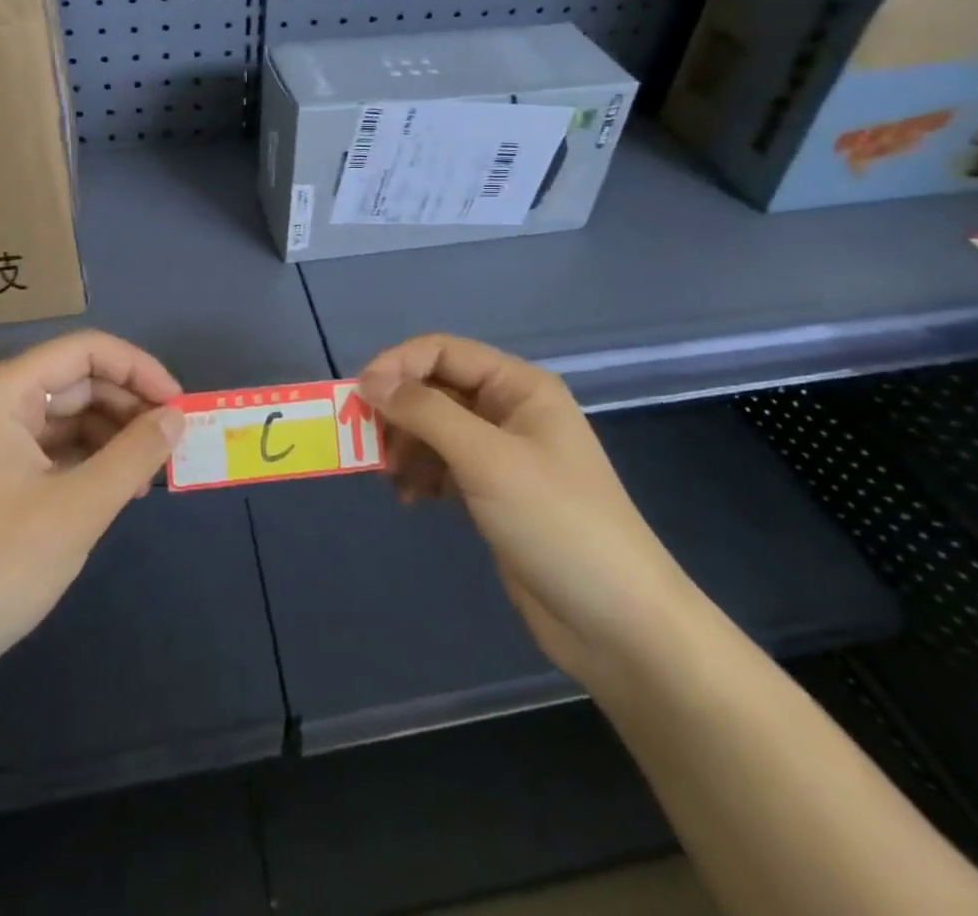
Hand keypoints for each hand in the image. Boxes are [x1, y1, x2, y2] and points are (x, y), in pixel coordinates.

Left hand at [0, 331, 184, 689]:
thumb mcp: (78, 507)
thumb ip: (135, 453)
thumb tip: (178, 416)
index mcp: (4, 391)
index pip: (87, 350)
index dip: (140, 370)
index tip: (179, 407)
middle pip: (80, 381)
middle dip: (130, 408)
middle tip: (172, 447)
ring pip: (72, 415)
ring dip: (115, 437)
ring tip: (148, 477)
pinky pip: (57, 447)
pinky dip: (92, 461)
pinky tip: (118, 490)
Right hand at [359, 334, 698, 680]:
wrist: (618, 625)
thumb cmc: (557, 525)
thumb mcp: (488, 460)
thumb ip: (427, 413)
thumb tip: (370, 381)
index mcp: (519, 386)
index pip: (444, 351)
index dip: (397, 365)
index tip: (358, 397)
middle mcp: (510, 410)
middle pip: (436, 388)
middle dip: (399, 411)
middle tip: (368, 444)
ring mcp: (503, 453)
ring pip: (435, 428)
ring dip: (406, 445)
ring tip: (393, 479)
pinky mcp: (494, 492)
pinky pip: (444, 464)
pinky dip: (421, 474)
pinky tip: (411, 499)